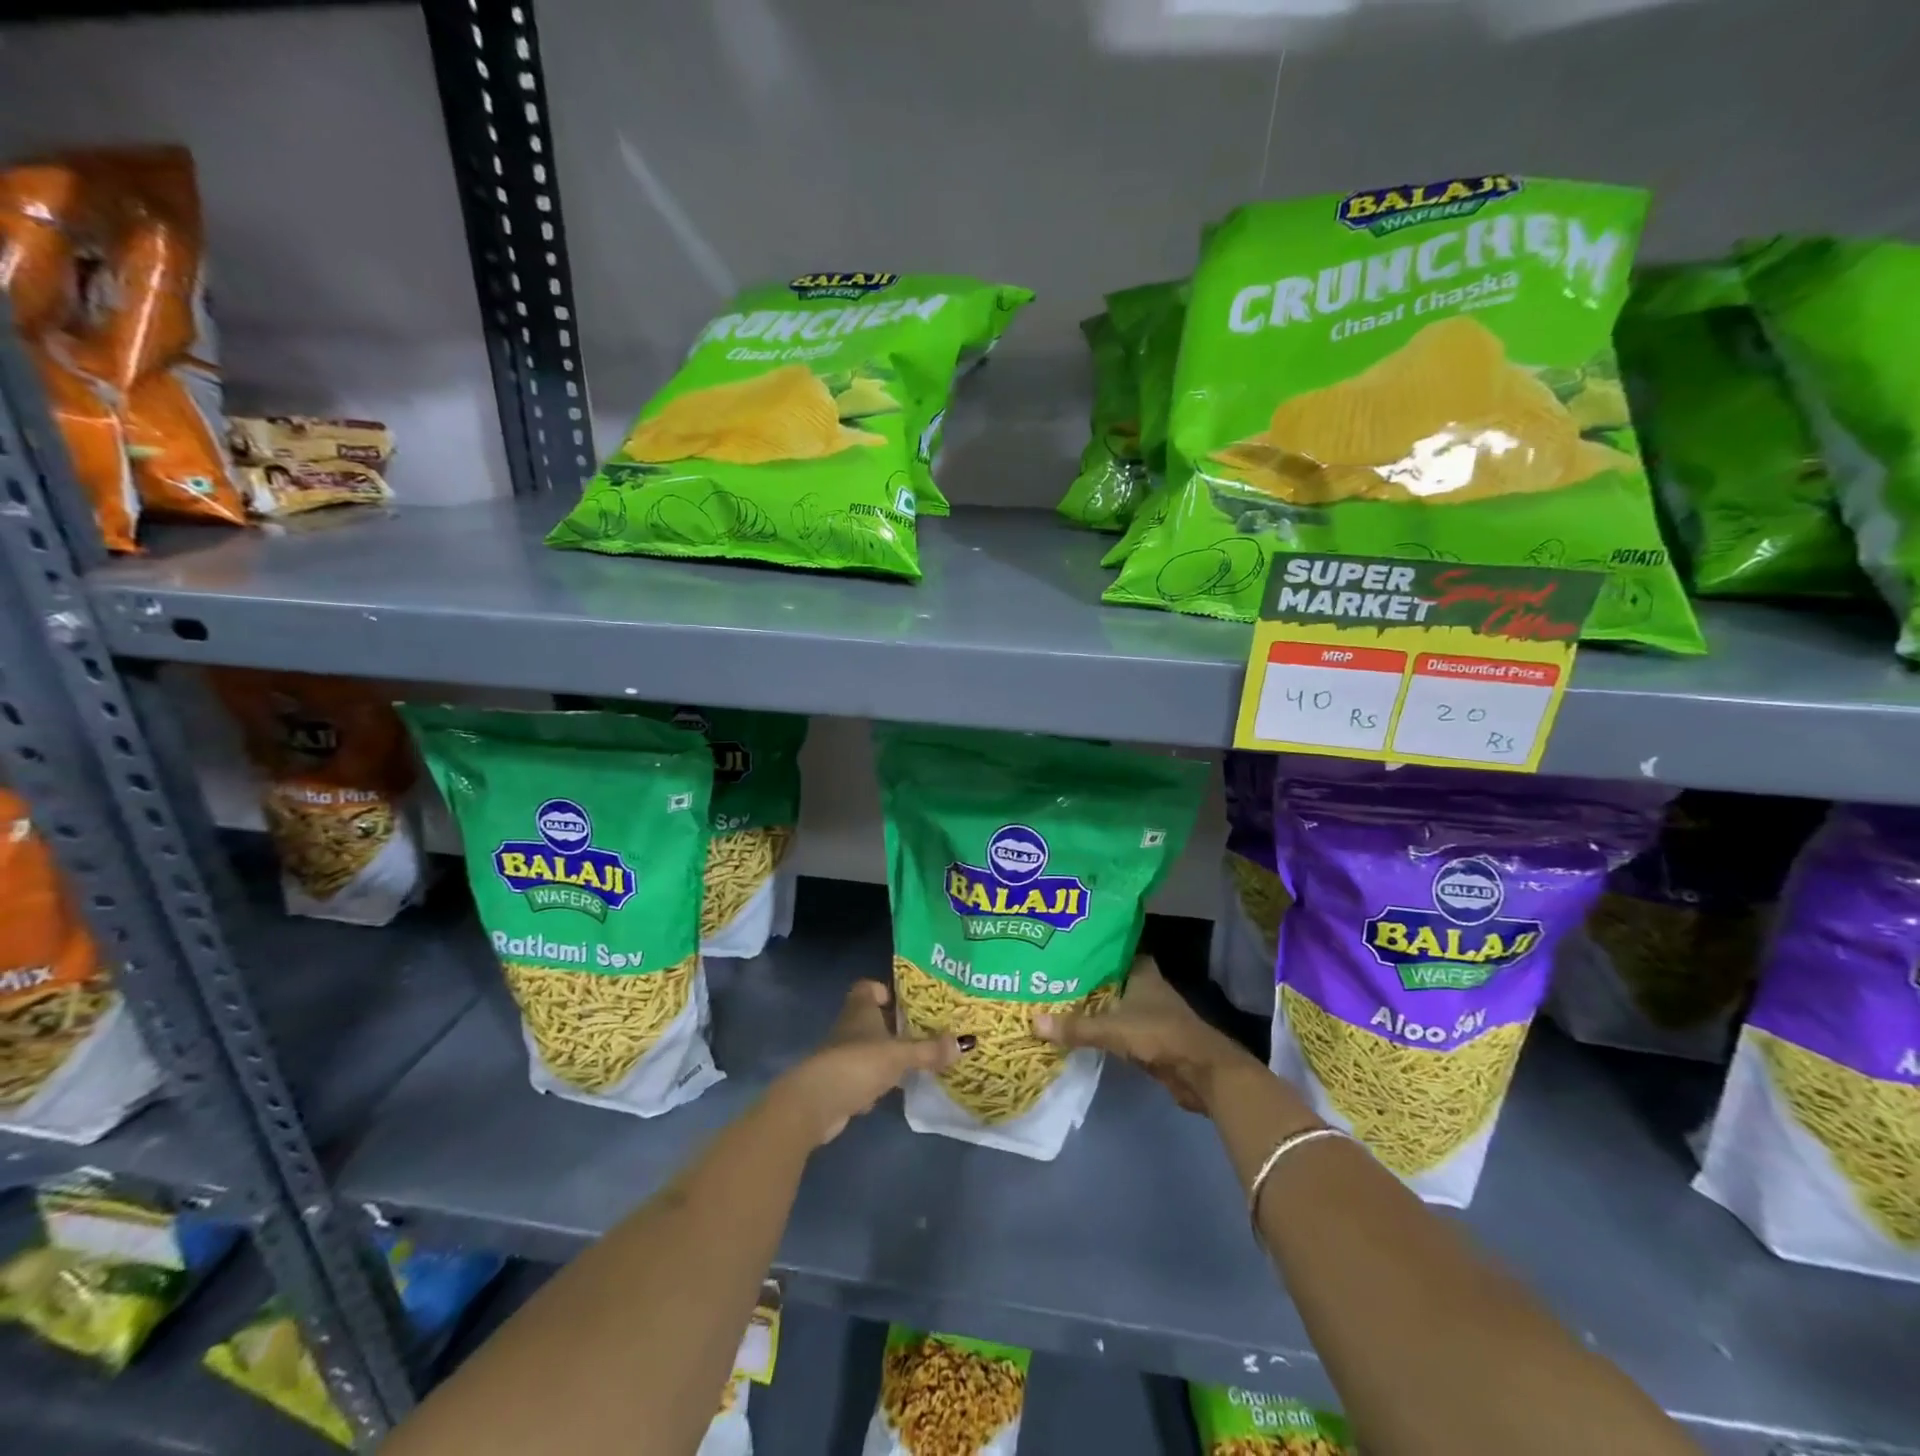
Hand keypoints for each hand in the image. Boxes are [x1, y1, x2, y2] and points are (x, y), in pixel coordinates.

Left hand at [770, 980, 966, 1145]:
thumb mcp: (899, 1055)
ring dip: (888, 1054)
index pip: (867, 988)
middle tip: (925, 1031)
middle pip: (872, 1018)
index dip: (884, 990)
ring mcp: (842, 1056)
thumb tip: (965, 1043)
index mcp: (860, 1009)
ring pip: (869, 1048)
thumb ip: (929, 1050)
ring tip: (919, 1060)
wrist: (816, 1102)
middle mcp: (849, 1027)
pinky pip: (864, 1076)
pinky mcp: (841, 1083)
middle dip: (895, 1025)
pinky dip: (878, 1081)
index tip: (905, 1001)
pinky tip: (895, 1090)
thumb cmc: (857, 1063)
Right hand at [1034, 956, 1252, 1112]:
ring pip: (1114, 1003)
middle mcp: (1146, 987)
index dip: (1091, 948)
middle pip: (1110, 977)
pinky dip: (1102, 1028)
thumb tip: (1033, 1022)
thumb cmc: (1160, 1035)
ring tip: (1057, 1000)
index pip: (1113, 950)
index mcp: (1141, 971)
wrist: (1202, 1072)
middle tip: (1051, 975)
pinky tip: (1078, 1029)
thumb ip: (1075, 1027)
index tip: (1064, 948)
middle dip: (1085, 978)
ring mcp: (1150, 1013)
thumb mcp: (1112, 1028)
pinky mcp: (1150, 1038)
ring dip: (1093, 1005)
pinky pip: (1118, 1027)